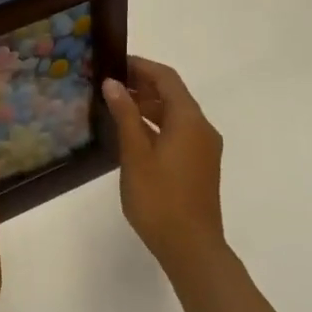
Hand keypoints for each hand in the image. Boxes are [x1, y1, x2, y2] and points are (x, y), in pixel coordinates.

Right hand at [102, 56, 225, 282]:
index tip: (113, 62)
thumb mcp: (135, 154)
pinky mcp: (199, 164)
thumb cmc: (160, 199)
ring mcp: (203, 148)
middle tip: (108, 83)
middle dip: (142, 84)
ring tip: (114, 105)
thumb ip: (125, 115)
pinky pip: (177, 131)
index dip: (141, 66)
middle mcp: (201, 128)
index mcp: (189, 120)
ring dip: (147, 105)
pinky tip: (131, 133)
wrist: (192, 248)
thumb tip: (113, 83)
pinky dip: (155, 123)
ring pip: (175, 114)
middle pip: (173, 94)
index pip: (166, 78)